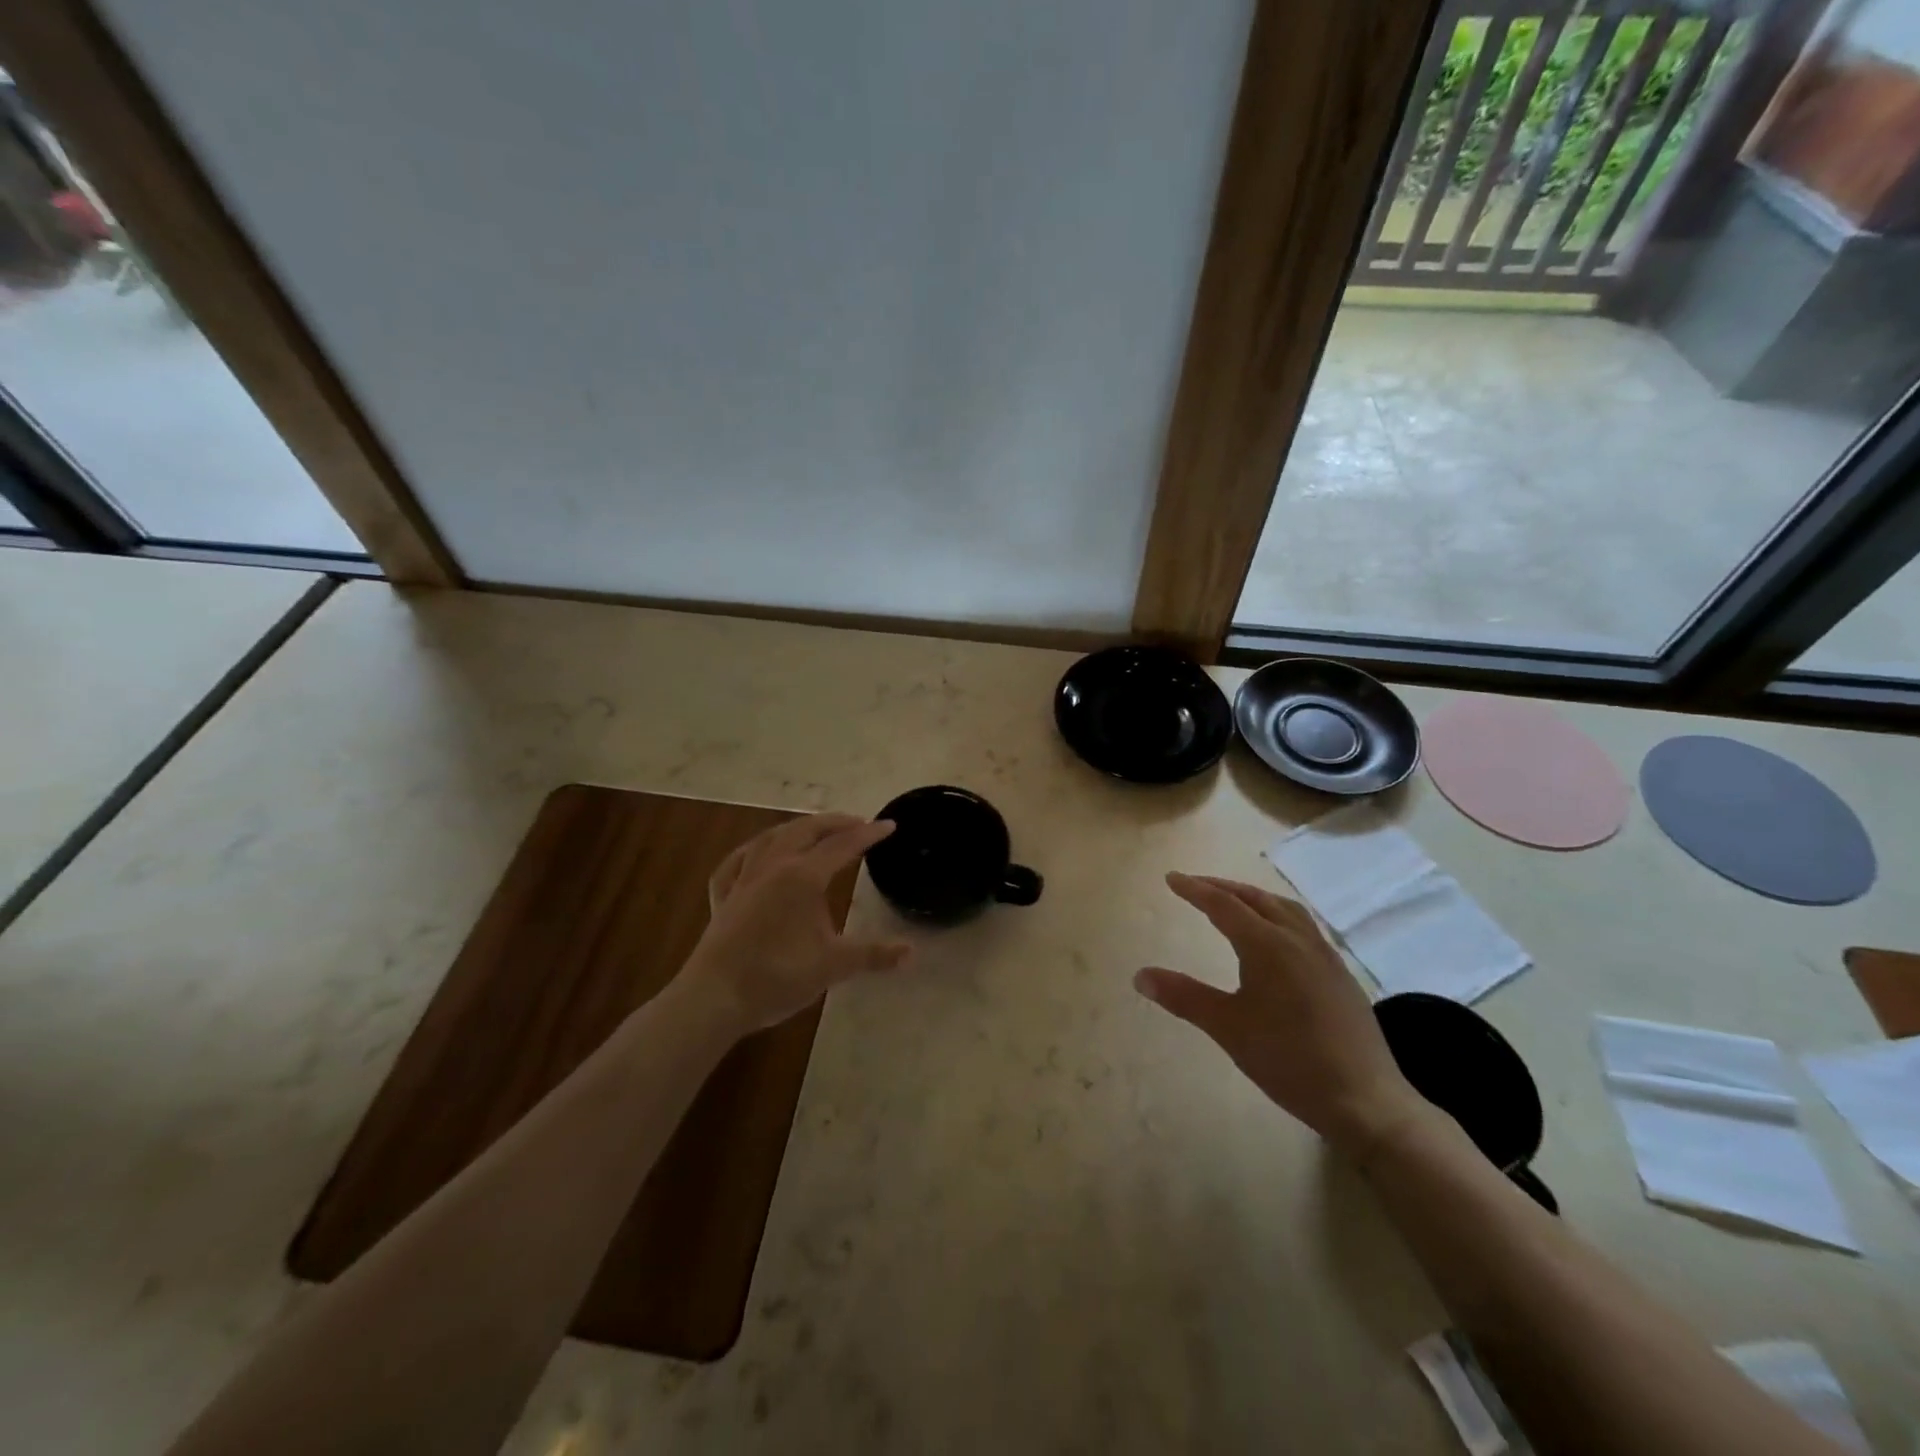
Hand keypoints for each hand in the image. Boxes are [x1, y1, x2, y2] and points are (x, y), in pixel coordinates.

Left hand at [682, 813, 911, 1033]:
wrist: (715, 998)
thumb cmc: (778, 977)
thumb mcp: (833, 966)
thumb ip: (873, 955)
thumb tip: (912, 952)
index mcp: (802, 876)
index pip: (843, 846)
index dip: (868, 834)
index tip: (889, 824)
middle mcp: (773, 866)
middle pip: (806, 830)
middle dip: (834, 822)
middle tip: (857, 822)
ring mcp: (744, 878)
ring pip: (771, 837)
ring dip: (797, 828)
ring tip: (814, 829)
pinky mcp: (723, 896)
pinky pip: (736, 861)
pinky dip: (752, 850)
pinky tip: (756, 853)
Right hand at [1135, 873, 1428, 1153]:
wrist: (1366, 1100)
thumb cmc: (1289, 1060)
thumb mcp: (1228, 1028)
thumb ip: (1184, 997)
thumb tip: (1140, 975)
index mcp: (1267, 946)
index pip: (1224, 905)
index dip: (1195, 890)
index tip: (1171, 878)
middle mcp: (1297, 939)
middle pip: (1256, 899)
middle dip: (1222, 887)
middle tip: (1195, 885)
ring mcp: (1324, 955)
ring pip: (1284, 908)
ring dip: (1253, 897)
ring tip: (1233, 901)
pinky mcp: (1339, 973)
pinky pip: (1303, 925)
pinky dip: (1278, 914)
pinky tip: (1275, 936)